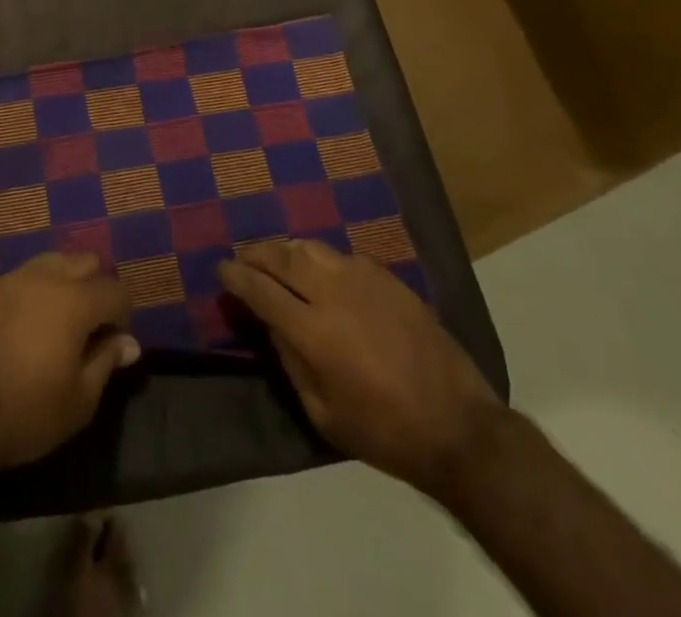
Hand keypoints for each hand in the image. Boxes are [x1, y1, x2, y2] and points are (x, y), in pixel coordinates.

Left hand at [0, 252, 141, 474]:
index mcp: (74, 301)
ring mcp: (16, 278)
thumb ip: (107, 361)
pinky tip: (32, 320)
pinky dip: (40, 287)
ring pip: (56, 260)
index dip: (123, 314)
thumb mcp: (79, 401)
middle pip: (87, 262)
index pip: (115, 290)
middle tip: (92, 326)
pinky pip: (28, 273)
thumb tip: (130, 343)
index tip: (116, 342)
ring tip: (63, 318)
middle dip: (97, 287)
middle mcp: (47, 277)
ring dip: (68, 280)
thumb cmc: (26, 413)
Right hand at [217, 239, 502, 501]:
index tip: (221, 269)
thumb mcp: (324, 413)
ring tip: (277, 259)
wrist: (458, 426)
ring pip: (310, 248)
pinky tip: (321, 272)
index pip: (259, 289)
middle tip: (243, 257)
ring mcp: (362, 279)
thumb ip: (291, 362)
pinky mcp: (387, 278)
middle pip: (281, 256)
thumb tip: (273, 325)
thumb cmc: (385, 432)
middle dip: (256, 253)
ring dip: (286, 250)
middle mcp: (332, 292)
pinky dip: (321, 259)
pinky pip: (342, 257)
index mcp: (312, 330)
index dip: (235, 276)